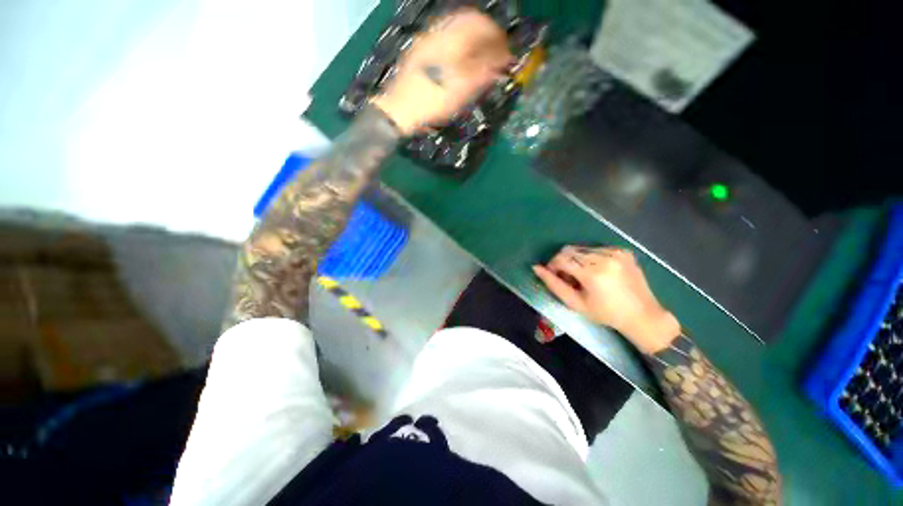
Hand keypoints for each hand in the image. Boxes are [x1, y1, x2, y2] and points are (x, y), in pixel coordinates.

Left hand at [370, 8, 512, 134]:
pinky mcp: (420, 50)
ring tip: (479, 59)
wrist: (399, 109)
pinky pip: (445, 38)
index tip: (505, 53)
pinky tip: (461, 61)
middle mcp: (438, 32)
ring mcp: (427, 39)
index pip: (481, 23)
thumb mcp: (461, 90)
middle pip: (468, 21)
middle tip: (494, 54)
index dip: (496, 36)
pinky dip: (459, 46)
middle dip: (485, 36)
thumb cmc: (432, 102)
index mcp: (451, 39)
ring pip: (456, 29)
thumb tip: (502, 60)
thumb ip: (483, 72)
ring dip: (472, 40)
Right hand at [533, 246, 680, 353]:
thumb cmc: (606, 314)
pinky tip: (596, 271)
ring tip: (583, 276)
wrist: (643, 315)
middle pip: (570, 250)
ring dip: (575, 259)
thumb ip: (553, 284)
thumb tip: (536, 268)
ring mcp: (616, 252)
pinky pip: (596, 248)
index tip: (554, 276)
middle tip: (568, 278)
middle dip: (563, 261)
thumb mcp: (576, 303)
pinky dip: (589, 257)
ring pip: (581, 248)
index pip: (561, 258)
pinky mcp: (623, 250)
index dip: (552, 265)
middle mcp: (604, 257)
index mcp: (593, 273)